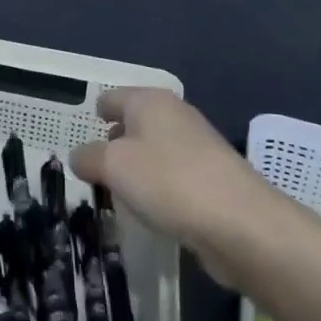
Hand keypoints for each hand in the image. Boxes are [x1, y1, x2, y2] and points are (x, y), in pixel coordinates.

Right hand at [71, 88, 268, 271]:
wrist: (240, 223)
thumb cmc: (168, 181)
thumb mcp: (112, 167)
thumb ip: (88, 158)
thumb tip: (80, 157)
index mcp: (149, 101)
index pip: (112, 98)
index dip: (96, 113)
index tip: (81, 133)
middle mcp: (175, 115)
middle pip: (135, 124)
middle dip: (115, 143)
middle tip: (92, 168)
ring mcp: (198, 147)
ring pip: (155, 152)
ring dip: (137, 170)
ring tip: (117, 194)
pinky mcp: (213, 178)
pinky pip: (173, 177)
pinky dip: (159, 189)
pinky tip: (151, 211)